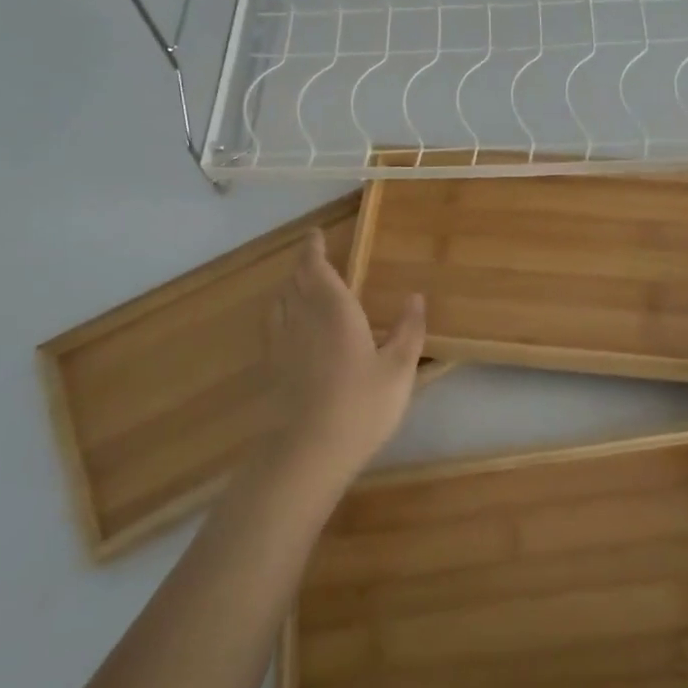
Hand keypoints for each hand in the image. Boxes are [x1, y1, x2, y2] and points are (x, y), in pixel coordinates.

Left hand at [264, 229, 426, 481]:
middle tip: (313, 257)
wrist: (307, 452)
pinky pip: (273, 326)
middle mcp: (302, 319)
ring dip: (289, 287)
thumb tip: (416, 296)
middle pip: (295, 282)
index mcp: (334, 311)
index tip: (314, 235)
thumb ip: (408, 330)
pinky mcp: (271, 368)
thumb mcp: (398, 369)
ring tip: (300, 286)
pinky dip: (280, 313)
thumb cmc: (361, 406)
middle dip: (303, 266)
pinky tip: (290, 327)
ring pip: (280, 302)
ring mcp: (282, 344)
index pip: (316, 269)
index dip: (313, 249)